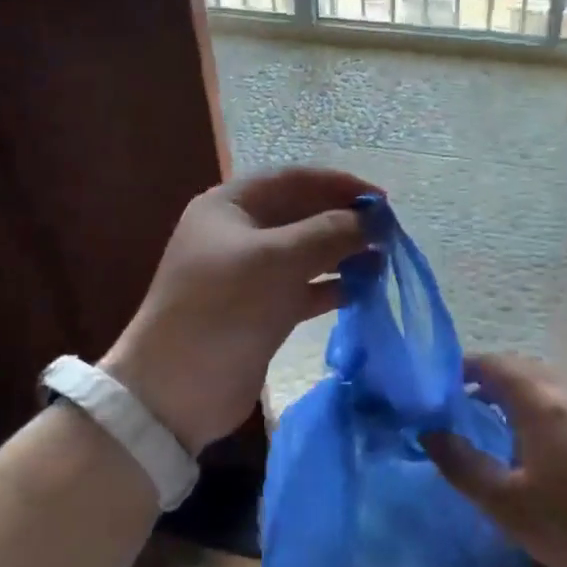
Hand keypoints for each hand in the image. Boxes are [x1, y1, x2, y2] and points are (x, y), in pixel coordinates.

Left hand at [102, 166, 378, 452]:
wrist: (178, 387)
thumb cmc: (225, 306)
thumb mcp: (278, 259)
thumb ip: (329, 232)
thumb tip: (372, 221)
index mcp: (230, 206)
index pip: (292, 179)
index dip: (338, 185)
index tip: (381, 201)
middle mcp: (238, 234)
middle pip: (301, 215)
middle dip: (343, 221)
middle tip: (388, 234)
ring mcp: (249, 275)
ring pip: (305, 254)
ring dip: (342, 255)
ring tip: (383, 262)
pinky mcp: (261, 312)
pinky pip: (303, 288)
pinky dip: (331, 287)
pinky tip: (363, 291)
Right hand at [424, 353, 566, 566]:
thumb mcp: (507, 504)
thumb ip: (464, 466)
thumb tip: (429, 433)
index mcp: (541, 405)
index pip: (495, 366)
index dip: (463, 367)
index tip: (434, 384)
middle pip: (521, 371)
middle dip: (485, 378)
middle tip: (454, 401)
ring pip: (542, 390)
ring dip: (509, 394)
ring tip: (482, 422)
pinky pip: (557, 409)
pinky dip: (530, 411)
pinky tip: (524, 448)